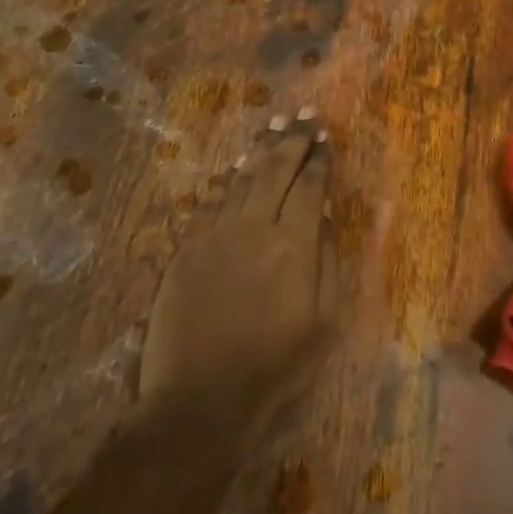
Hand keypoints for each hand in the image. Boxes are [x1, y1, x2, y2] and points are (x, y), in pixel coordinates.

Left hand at [142, 109, 338, 430]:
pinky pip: (212, 202)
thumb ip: (326, 261)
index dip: (319, 159)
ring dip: (260, 151)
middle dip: (292, 140)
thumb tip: (322, 215)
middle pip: (274, 171)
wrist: (202, 396)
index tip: (326, 138)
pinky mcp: (186, 249)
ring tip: (274, 126)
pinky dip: (230, 180)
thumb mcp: (324, 320)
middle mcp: (253, 228)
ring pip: (241, 180)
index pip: (309, 187)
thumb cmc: (276, 365)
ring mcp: (214, 236)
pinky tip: (237, 168)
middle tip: (304, 117)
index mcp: (293, 246)